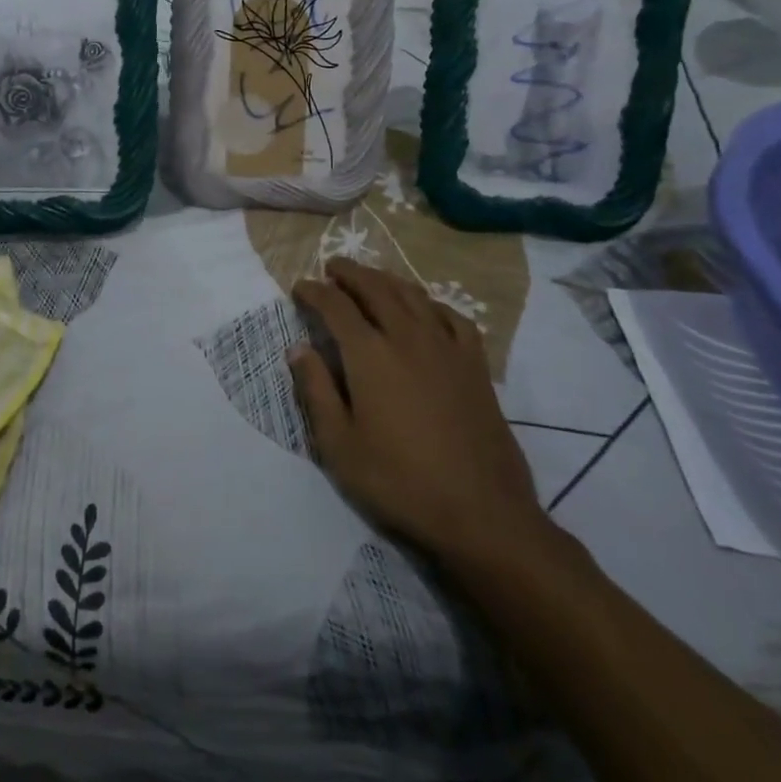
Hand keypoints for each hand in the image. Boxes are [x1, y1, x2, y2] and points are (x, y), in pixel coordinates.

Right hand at [290, 260, 549, 562]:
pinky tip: (425, 310)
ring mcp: (446, 347)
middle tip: (332, 268)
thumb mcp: (340, 445)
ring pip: (413, 295)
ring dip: (386, 280)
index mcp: (369, 354)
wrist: (481, 513)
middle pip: (375, 287)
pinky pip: (452, 317)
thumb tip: (298, 348)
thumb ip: (316, 390)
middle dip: (349, 273)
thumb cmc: (400, 481)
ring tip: (371, 279)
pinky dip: (432, 304)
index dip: (314, 291)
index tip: (299, 288)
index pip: (335, 305)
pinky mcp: (475, 365)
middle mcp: (407, 337)